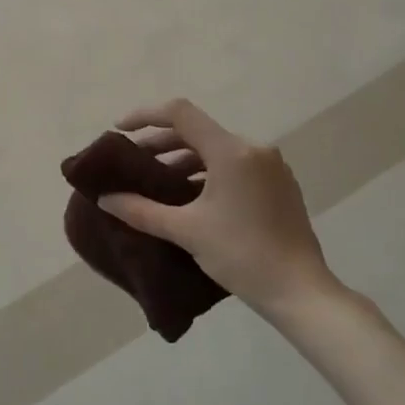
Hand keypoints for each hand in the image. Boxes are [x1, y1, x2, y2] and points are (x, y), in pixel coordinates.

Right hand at [98, 98, 340, 317]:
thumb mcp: (185, 230)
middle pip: (198, 131)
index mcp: (231, 151)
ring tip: (158, 182)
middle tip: (133, 163)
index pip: (181, 114)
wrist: (299, 291)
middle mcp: (253, 149)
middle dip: (161, 143)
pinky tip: (190, 195)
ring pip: (217, 149)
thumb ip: (141, 210)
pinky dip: (207, 171)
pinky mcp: (279, 184)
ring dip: (183, 159)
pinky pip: (235, 164)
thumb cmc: (240, 255)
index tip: (120, 131)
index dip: (145, 115)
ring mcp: (270, 166)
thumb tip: (105, 199)